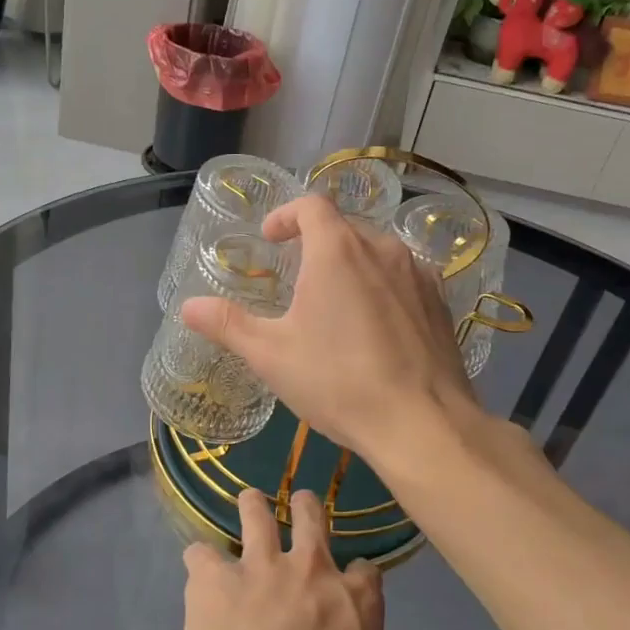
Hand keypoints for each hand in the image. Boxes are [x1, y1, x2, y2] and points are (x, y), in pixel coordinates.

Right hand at [180, 194, 480, 465]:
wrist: (423, 424)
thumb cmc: (338, 381)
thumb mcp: (271, 355)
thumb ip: (228, 324)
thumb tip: (188, 306)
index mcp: (337, 251)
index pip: (311, 206)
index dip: (286, 215)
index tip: (270, 238)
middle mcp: (382, 249)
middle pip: (345, 227)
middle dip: (317, 241)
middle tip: (296, 274)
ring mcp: (418, 275)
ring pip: (378, 252)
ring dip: (351, 263)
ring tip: (334, 300)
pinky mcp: (440, 303)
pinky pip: (404, 279)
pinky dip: (382, 286)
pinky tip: (375, 325)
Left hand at [180, 489, 399, 629]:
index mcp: (354, 600)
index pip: (367, 570)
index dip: (360, 575)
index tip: (353, 582)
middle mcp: (309, 568)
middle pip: (311, 514)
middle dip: (306, 506)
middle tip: (301, 506)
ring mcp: (258, 566)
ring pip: (255, 511)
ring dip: (252, 506)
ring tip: (249, 505)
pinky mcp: (213, 577)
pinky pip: (200, 553)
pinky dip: (200, 562)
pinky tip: (199, 572)